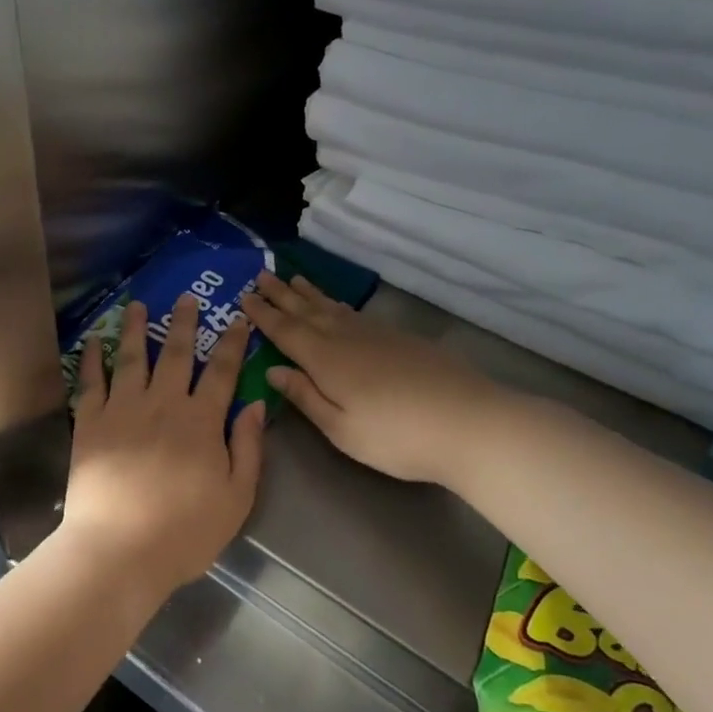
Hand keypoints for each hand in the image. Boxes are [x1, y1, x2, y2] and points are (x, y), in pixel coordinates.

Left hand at [60, 292, 267, 595]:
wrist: (119, 549)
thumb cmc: (184, 532)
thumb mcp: (236, 497)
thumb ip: (249, 448)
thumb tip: (257, 404)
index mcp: (201, 421)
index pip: (221, 372)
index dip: (231, 343)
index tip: (237, 319)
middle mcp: (162, 404)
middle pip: (176, 354)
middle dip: (184, 323)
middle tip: (186, 297)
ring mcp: (122, 409)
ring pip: (133, 358)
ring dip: (138, 328)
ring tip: (139, 305)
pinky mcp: (90, 422)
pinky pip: (91, 381)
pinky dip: (93, 357)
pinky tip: (95, 340)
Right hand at [241, 273, 494, 485]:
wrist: (469, 422)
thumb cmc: (396, 436)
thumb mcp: (341, 428)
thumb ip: (305, 396)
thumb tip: (273, 370)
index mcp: (325, 360)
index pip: (285, 331)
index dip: (263, 314)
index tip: (243, 296)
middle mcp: (346, 338)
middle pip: (307, 311)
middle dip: (281, 294)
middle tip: (260, 275)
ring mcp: (375, 335)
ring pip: (333, 307)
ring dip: (309, 293)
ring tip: (294, 278)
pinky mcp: (399, 339)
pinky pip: (354, 313)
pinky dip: (337, 304)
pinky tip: (337, 306)